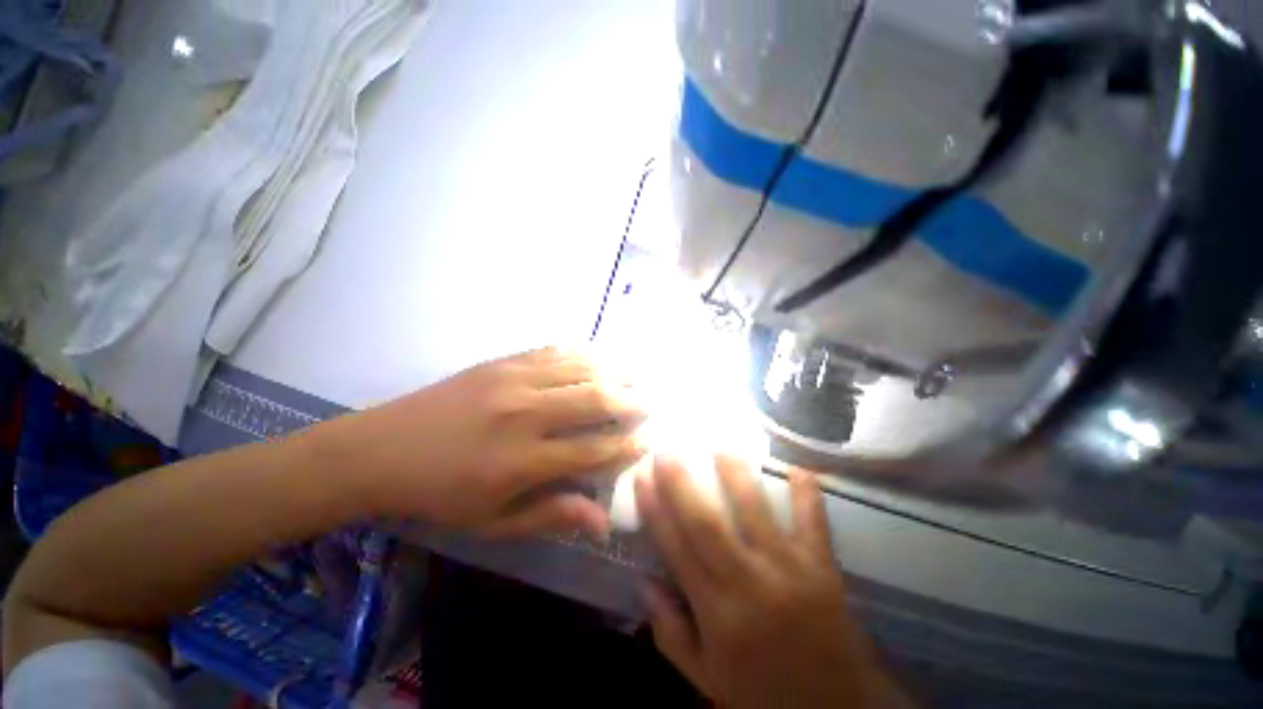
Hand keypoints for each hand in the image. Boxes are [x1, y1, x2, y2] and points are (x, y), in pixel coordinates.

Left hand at [328, 347, 645, 537]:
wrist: (378, 450)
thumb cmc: (437, 495)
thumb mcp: (492, 522)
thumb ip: (551, 515)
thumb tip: (602, 522)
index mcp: (521, 460)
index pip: (592, 449)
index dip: (625, 446)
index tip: (644, 443)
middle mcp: (524, 413)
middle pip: (594, 398)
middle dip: (629, 401)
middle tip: (647, 404)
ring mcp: (513, 380)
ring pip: (579, 368)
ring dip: (612, 371)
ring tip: (632, 375)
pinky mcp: (502, 362)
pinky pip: (553, 351)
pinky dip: (581, 353)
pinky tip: (596, 357)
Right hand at [636, 455, 910, 708]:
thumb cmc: (763, 693)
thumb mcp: (707, 678)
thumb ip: (670, 632)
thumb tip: (644, 581)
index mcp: (717, 613)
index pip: (675, 549)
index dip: (654, 510)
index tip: (641, 477)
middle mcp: (749, 584)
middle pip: (706, 523)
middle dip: (681, 482)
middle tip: (667, 449)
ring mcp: (789, 571)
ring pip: (754, 512)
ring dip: (735, 474)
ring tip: (719, 444)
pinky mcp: (823, 568)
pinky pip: (814, 523)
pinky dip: (807, 494)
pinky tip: (798, 468)